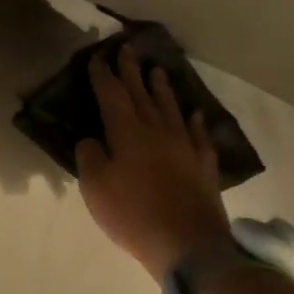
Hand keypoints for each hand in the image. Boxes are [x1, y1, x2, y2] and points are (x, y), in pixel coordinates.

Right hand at [75, 50, 232, 278]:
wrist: (188, 244)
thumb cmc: (133, 214)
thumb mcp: (95, 187)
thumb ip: (90, 157)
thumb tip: (92, 140)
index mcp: (127, 133)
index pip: (112, 95)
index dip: (103, 75)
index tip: (98, 57)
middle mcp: (157, 130)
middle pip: (142, 94)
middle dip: (131, 71)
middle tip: (127, 49)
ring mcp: (184, 146)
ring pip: (171, 108)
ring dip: (162, 88)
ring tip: (157, 71)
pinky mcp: (203, 164)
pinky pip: (198, 134)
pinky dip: (194, 121)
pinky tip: (194, 113)